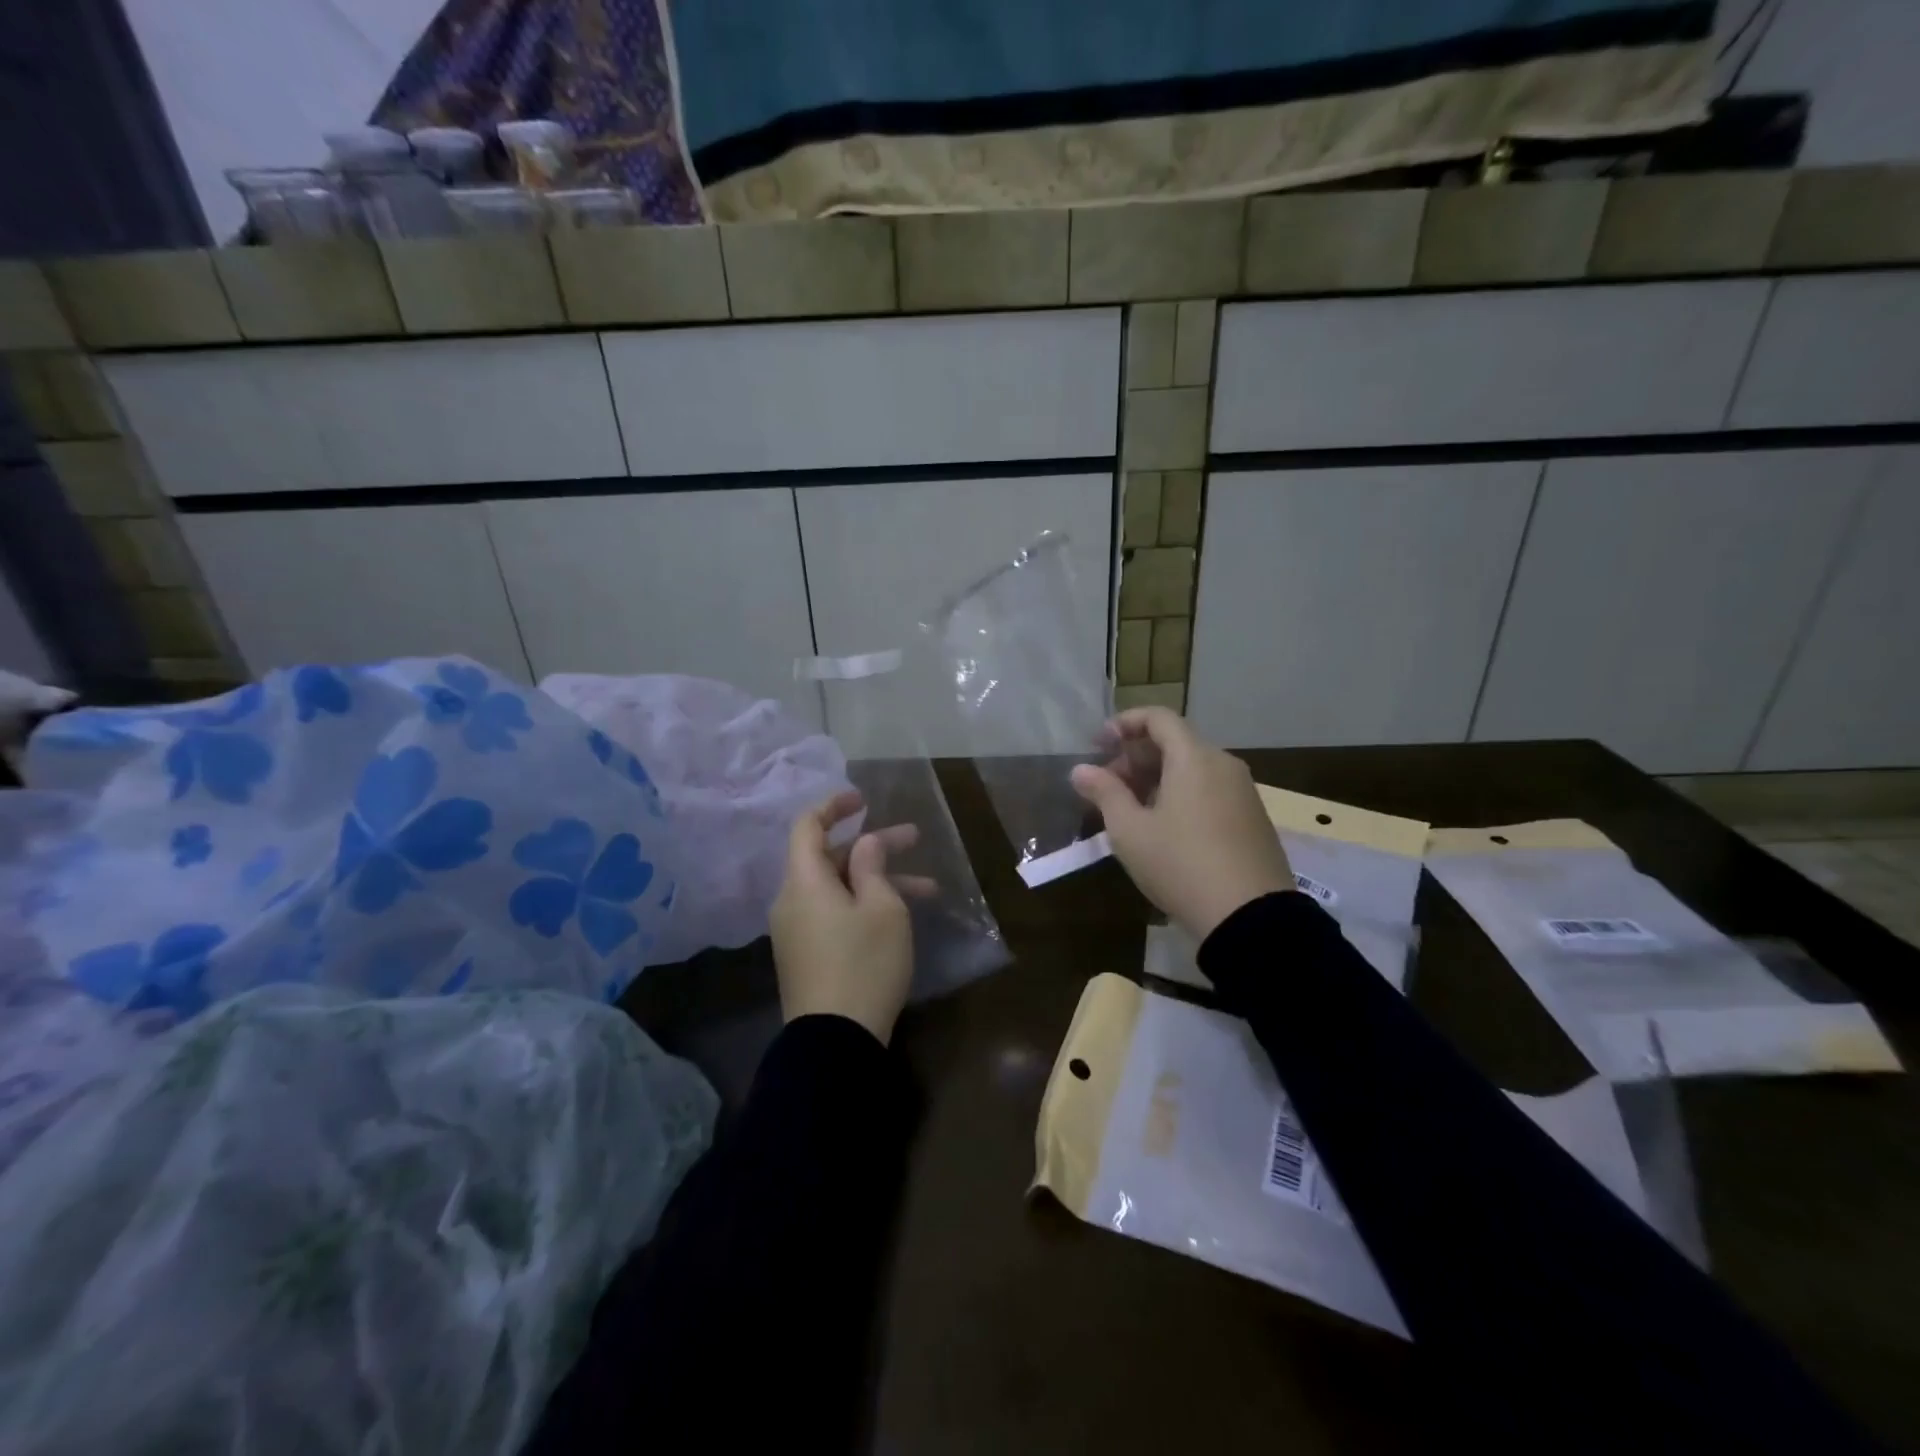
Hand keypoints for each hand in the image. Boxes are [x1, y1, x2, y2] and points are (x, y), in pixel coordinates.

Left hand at [770, 791, 914, 1045]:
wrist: (835, 1042)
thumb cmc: (864, 964)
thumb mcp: (882, 909)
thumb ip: (872, 866)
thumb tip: (865, 843)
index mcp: (805, 881)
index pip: (808, 826)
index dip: (834, 806)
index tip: (864, 800)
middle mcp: (793, 900)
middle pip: (830, 857)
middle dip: (874, 845)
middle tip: (915, 838)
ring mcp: (797, 929)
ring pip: (838, 888)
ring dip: (878, 880)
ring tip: (928, 888)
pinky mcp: (806, 954)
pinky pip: (833, 913)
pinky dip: (864, 904)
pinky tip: (901, 915)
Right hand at [1070, 707, 1293, 940]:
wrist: (1250, 918)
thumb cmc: (1180, 864)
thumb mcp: (1130, 831)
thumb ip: (1104, 793)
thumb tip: (1081, 770)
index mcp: (1194, 757)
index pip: (1158, 718)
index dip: (1124, 723)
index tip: (1098, 745)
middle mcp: (1224, 764)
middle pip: (1175, 743)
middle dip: (1135, 757)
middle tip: (1106, 786)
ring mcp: (1243, 792)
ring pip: (1193, 768)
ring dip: (1157, 778)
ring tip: (1130, 810)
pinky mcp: (1253, 819)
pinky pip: (1210, 790)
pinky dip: (1181, 794)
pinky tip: (1163, 827)